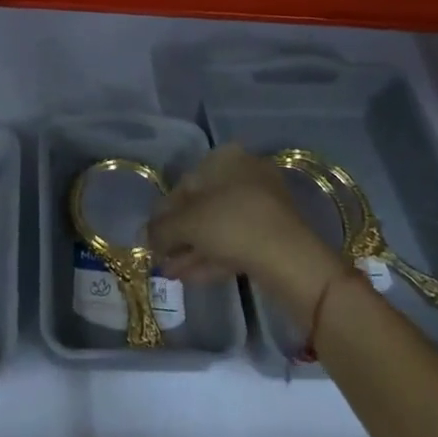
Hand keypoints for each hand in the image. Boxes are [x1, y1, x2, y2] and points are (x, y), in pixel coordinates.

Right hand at [149, 145, 340, 301]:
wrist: (291, 261)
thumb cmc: (232, 224)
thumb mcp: (186, 224)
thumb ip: (160, 229)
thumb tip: (145, 237)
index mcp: (226, 159)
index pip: (185, 184)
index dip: (164, 213)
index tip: (152, 238)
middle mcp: (246, 174)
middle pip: (202, 206)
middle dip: (180, 234)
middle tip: (161, 257)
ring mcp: (263, 206)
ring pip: (218, 227)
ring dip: (193, 249)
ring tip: (171, 273)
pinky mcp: (273, 235)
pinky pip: (235, 243)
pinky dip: (212, 257)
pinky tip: (190, 278)